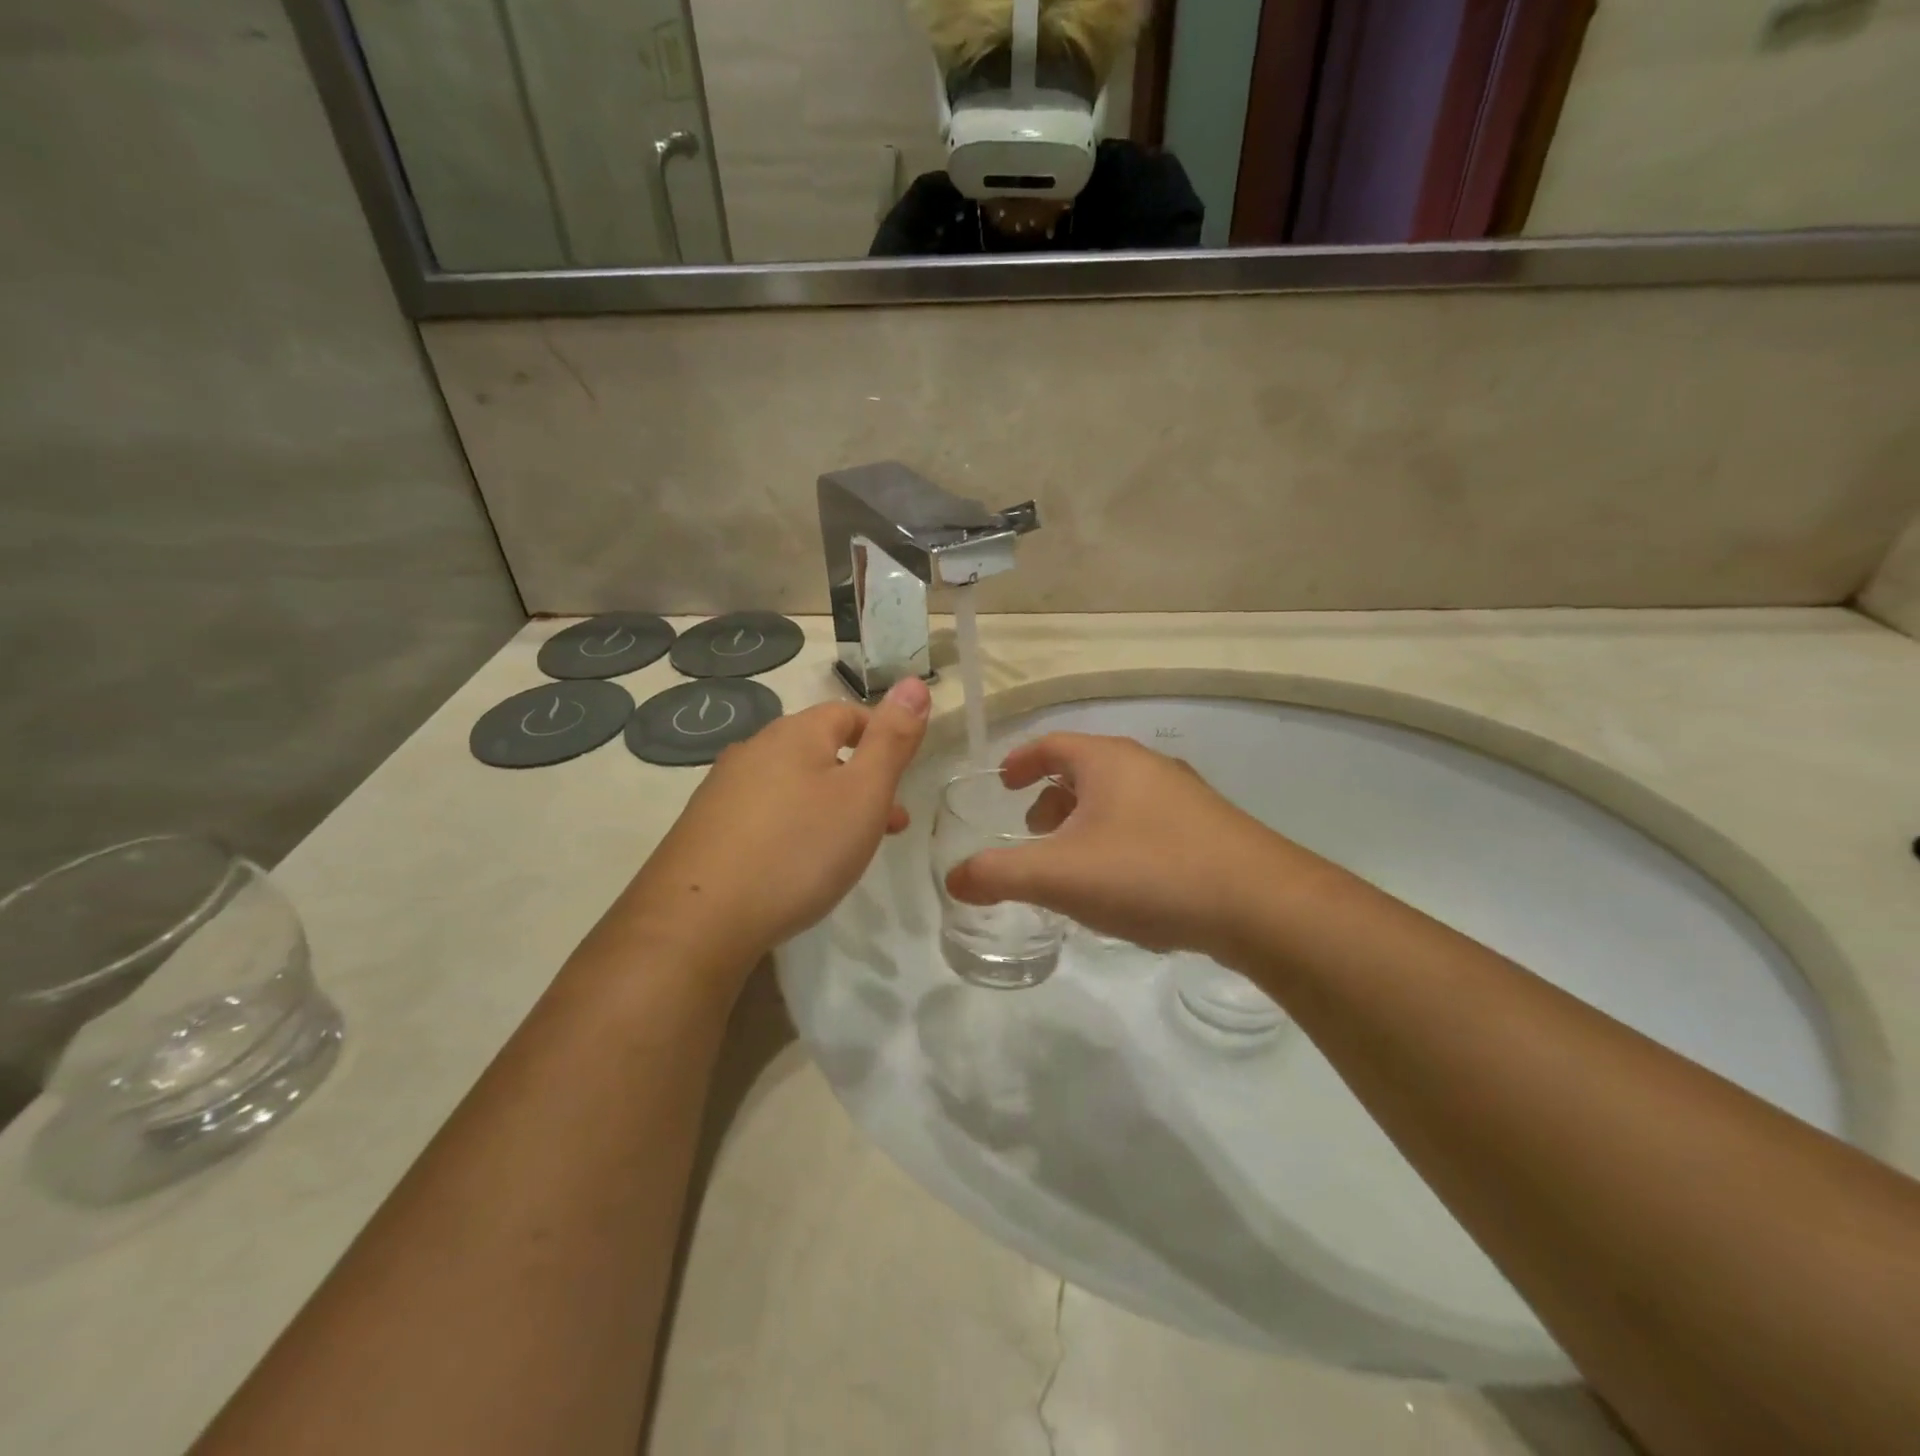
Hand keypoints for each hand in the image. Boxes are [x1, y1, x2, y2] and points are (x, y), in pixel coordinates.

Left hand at [614, 677, 930, 980]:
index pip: (847, 713)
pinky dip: (792, 827)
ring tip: (847, 851)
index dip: (881, 736)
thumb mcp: (863, 793)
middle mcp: (754, 749)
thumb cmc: (798, 850)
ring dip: (827, 805)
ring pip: (791, 784)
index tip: (904, 776)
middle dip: (859, 779)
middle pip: (819, 749)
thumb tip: (913, 683)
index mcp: (794, 733)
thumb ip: (892, 740)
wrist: (698, 919)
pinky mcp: (705, 828)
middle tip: (889, 824)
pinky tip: (794, 865)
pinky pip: (763, 814)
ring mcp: (723, 789)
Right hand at [944, 733, 1305, 961]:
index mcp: (1108, 761)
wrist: (1261, 905)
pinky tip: (1123, 884)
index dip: (1021, 760)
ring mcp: (1185, 797)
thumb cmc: (1148, 872)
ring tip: (1073, 863)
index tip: (1003, 782)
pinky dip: (1119, 840)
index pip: (1051, 744)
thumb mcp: (1059, 875)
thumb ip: (999, 874)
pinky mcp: (1210, 829)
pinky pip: (1148, 823)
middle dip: (1052, 797)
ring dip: (1086, 821)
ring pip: (1119, 798)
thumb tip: (954, 879)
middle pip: (1086, 770)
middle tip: (1033, 830)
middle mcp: (1147, 767)